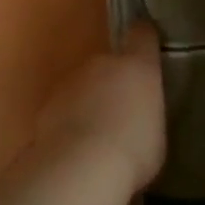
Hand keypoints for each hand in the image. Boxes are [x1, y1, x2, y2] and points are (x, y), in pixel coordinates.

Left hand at [34, 24, 167, 192]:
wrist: (79, 170)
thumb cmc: (134, 151)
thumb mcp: (157, 133)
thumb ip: (148, 113)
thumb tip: (138, 116)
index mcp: (138, 66)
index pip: (142, 35)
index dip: (145, 40)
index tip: (148, 49)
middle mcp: (103, 63)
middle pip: (110, 63)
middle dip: (115, 82)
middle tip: (123, 113)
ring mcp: (71, 82)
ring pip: (84, 84)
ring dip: (90, 101)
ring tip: (97, 136)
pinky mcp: (47, 104)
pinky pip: (65, 106)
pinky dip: (69, 119)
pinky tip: (76, 147)